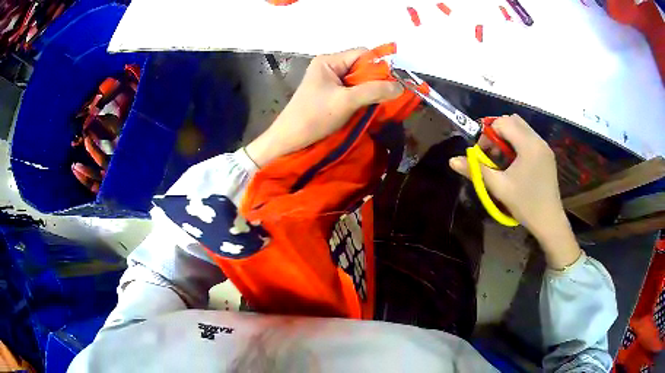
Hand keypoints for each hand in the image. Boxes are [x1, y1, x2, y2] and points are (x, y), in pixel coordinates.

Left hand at [245, 48, 402, 166]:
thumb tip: (400, 86)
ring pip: (359, 81)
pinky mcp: (331, 96)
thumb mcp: (346, 101)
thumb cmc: (314, 117)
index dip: (379, 66)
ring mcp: (330, 82)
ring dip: (371, 91)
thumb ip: (374, 91)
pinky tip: (371, 108)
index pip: (362, 54)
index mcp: (329, 61)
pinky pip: (353, 92)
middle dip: (377, 80)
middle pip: (362, 67)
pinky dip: (364, 99)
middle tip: (390, 95)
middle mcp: (330, 68)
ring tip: (382, 103)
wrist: (289, 140)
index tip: (394, 82)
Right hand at [449, 114, 580, 268]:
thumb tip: (452, 160)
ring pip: (521, 128)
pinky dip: (518, 143)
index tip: (484, 154)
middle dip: (497, 132)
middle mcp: (538, 140)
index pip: (502, 123)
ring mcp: (544, 146)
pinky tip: (515, 164)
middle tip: (492, 154)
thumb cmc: (524, 204)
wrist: (549, 221)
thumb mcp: (498, 187)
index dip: (487, 134)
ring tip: (503, 159)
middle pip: (512, 121)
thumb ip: (475, 170)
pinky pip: (529, 137)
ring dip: (508, 137)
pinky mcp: (547, 154)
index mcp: (528, 145)